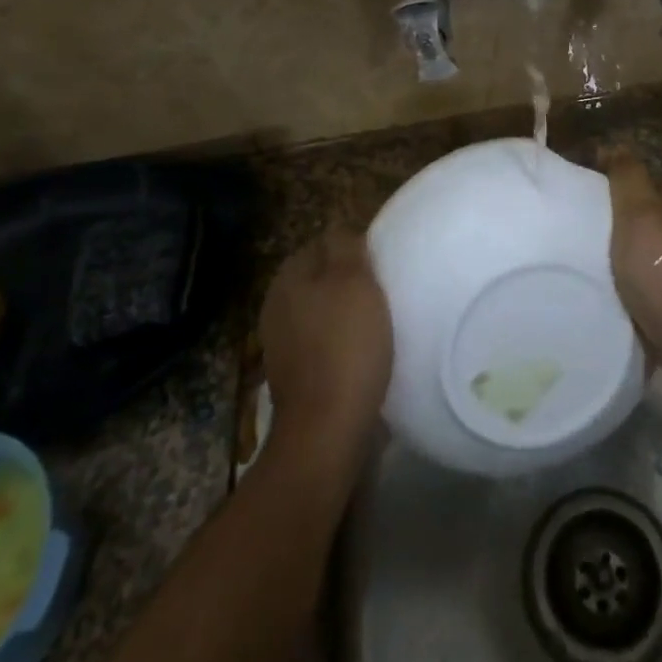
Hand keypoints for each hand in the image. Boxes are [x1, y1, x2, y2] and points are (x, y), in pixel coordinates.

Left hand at [259, 223, 392, 463]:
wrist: (326, 431)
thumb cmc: (345, 346)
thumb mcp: (353, 281)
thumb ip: (345, 247)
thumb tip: (339, 230)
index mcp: (287, 278)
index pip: (322, 242)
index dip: (353, 248)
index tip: (381, 263)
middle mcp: (277, 306)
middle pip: (320, 278)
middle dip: (349, 281)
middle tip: (385, 290)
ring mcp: (281, 344)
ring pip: (322, 312)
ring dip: (347, 314)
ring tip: (380, 323)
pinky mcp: (294, 376)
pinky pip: (323, 344)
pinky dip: (342, 344)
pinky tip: (365, 354)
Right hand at [602, 150, 661, 381]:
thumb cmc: (661, 268)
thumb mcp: (639, 211)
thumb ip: (627, 174)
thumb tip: (614, 146)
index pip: (639, 174)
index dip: (609, 180)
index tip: (580, 194)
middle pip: (640, 207)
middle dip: (613, 214)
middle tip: (580, 226)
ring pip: (641, 238)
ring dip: (618, 244)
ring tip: (588, 254)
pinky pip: (645, 266)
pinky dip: (627, 270)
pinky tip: (609, 279)